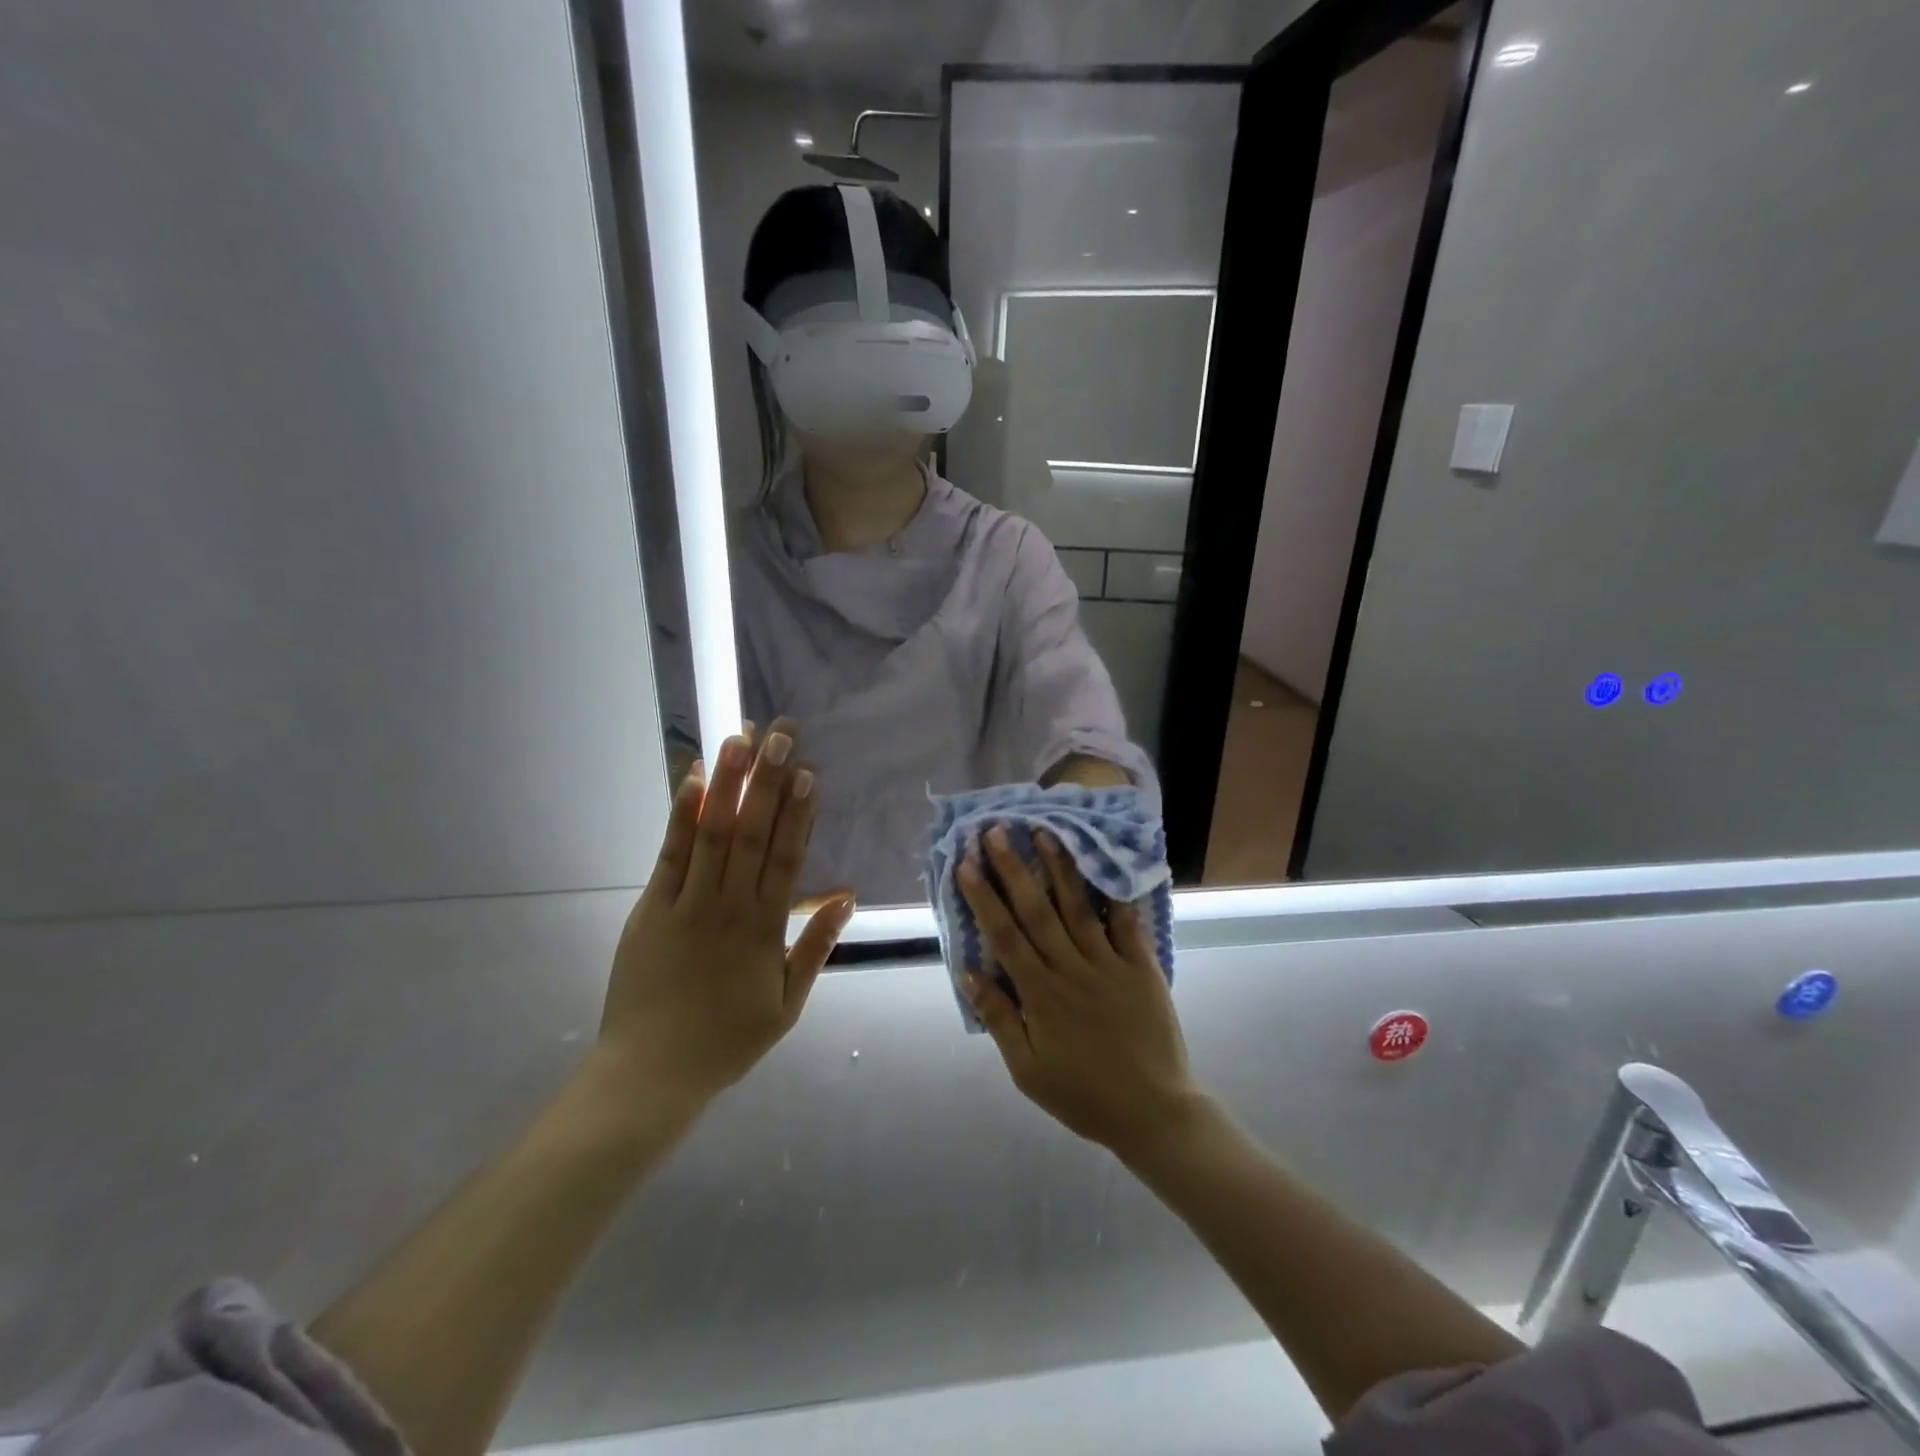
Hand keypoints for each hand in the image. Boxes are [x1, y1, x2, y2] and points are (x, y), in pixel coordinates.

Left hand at [597, 720, 854, 1106]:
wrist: (651, 1075)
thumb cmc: (726, 1040)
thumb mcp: (787, 1004)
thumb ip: (816, 946)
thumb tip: (847, 895)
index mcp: (766, 929)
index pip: (788, 857)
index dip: (800, 812)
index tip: (809, 770)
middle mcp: (730, 905)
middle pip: (754, 833)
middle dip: (769, 780)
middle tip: (781, 733)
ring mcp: (688, 904)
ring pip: (714, 833)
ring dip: (730, 783)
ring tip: (740, 739)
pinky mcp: (651, 908)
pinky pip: (670, 855)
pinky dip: (682, 815)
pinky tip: (694, 780)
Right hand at [957, 827, 1200, 1158]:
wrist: (1154, 1112)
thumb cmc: (1083, 1094)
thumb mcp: (1027, 1069)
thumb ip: (999, 1018)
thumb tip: (968, 972)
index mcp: (1040, 994)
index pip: (1005, 935)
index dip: (984, 898)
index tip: (968, 864)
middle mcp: (1071, 969)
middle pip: (1036, 911)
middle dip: (1014, 869)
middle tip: (998, 832)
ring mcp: (1109, 964)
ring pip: (1078, 908)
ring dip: (1060, 869)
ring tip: (1046, 833)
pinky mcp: (1141, 966)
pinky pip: (1126, 924)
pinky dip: (1114, 894)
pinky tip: (1104, 865)